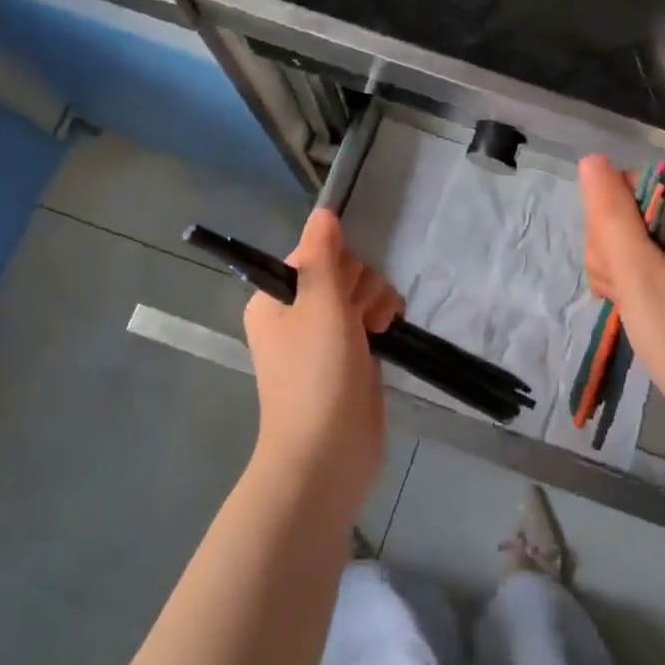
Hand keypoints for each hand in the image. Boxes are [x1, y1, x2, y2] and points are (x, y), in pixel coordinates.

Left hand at [242, 210, 402, 513]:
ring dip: (375, 302)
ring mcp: (325, 337)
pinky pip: (370, 319)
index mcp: (276, 298)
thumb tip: (322, 212)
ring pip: (360, 294)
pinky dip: (382, 320)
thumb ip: (323, 254)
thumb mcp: (319, 304)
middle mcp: (296, 314)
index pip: (315, 254)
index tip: (343, 289)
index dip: (338, 265)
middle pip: (341, 271)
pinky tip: (388, 331)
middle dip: (360, 285)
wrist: (328, 452)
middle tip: (357, 316)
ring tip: (376, 328)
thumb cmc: (316, 373)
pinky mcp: (351, 356)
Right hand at [578, 155, 664, 458]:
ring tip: (634, 311)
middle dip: (612, 259)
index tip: (617, 270)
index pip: (623, 192)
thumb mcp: (637, 271)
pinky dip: (633, 293)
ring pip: (630, 250)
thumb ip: (610, 213)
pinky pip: (646, 273)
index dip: (606, 229)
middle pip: (625, 220)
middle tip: (627, 296)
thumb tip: (591, 158)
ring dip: (619, 280)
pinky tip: (638, 316)